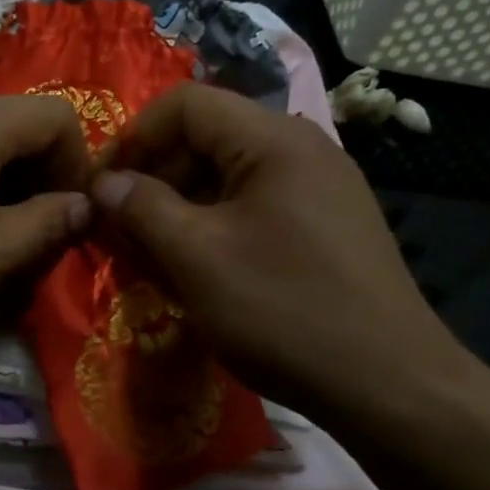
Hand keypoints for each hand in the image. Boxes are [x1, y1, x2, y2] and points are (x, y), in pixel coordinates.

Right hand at [90, 83, 476, 422]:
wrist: (389, 384)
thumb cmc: (283, 310)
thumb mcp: (197, 257)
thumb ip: (141, 209)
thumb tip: (104, 183)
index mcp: (274, 140)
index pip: (185, 104)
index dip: (132, 138)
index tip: (101, 188)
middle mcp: (302, 150)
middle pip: (207, 138)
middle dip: (154, 178)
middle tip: (120, 230)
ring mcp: (320, 189)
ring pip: (228, 178)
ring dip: (180, 208)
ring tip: (151, 256)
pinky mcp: (326, 227)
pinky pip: (254, 208)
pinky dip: (214, 228)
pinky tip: (198, 270)